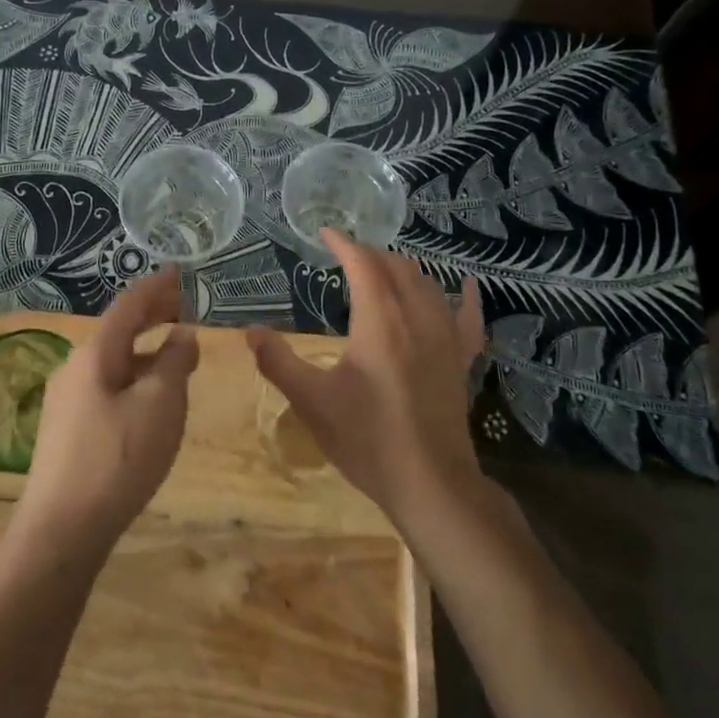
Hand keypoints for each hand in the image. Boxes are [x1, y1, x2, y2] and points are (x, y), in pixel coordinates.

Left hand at [18, 266, 196, 555]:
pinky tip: (148, 395)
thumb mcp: (160, 405)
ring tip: (174, 349)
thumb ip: (175, 362)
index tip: (181, 272)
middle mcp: (75, 367)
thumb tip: (181, 335)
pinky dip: (133, 374)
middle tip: (183, 304)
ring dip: (144, 347)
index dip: (157, 287)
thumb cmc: (118, 459)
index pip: (129, 305)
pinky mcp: (68, 430)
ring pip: (113, 359)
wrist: (61, 530)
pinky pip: (107, 384)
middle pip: (118, 329)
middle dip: (151, 314)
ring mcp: (67, 400)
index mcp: (95, 354)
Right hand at [247, 231, 484, 530]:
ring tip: (384, 268)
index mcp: (379, 322)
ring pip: (428, 286)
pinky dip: (465, 296)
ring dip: (404, 270)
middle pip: (397, 268)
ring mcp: (445, 339)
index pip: (363, 265)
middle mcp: (416, 318)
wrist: (429, 484)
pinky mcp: (462, 361)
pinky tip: (466, 284)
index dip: (343, 244)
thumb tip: (250, 332)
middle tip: (347, 256)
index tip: (324, 233)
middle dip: (371, 254)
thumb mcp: (311, 401)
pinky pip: (469, 318)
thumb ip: (277, 362)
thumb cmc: (366, 439)